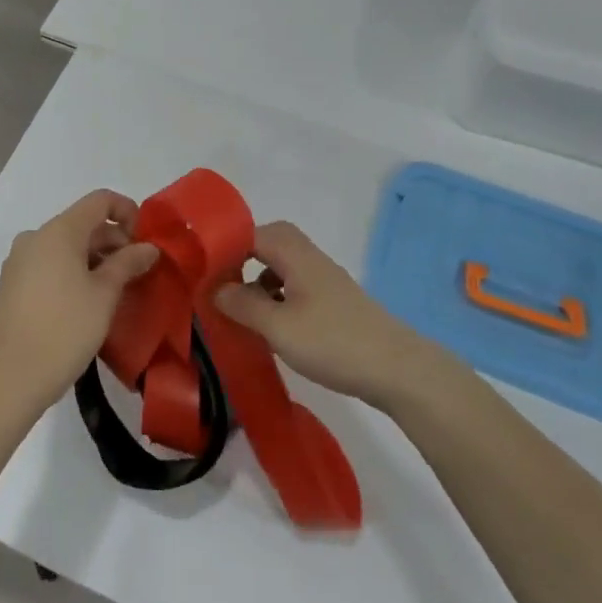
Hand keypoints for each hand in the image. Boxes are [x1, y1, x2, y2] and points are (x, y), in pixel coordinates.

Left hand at [0, 190, 159, 408]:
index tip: (143, 242)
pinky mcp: (12, 284)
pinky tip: (86, 301)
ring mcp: (19, 260)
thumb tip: (148, 247)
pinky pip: (49, 264)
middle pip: (82, 223)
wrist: (13, 375)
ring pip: (65, 246)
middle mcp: (35, 237)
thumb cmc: (66, 328)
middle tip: (137, 272)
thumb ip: (128, 263)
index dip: (127, 211)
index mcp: (59, 231)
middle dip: (113, 241)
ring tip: (115, 290)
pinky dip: (72, 271)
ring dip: (94, 258)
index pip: (99, 201)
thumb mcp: (105, 294)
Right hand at [212, 221, 436, 410]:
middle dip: (243, 258)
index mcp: (296, 256)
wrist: (398, 370)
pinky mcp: (335, 304)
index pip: (253, 232)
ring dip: (260, 280)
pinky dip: (277, 297)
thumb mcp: (278, 327)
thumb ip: (243, 304)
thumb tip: (216, 288)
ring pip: (284, 266)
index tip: (203, 269)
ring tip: (242, 308)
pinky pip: (296, 287)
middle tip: (222, 284)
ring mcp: (326, 282)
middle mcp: (311, 260)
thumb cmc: (333, 342)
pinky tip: (272, 325)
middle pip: (271, 243)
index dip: (226, 245)